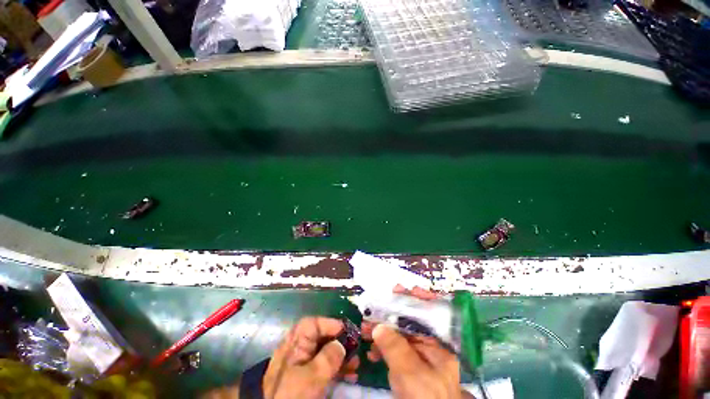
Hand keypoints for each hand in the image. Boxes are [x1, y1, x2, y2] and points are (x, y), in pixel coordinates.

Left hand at [262, 317, 358, 398]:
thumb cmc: (291, 394)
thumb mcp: (311, 377)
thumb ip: (327, 358)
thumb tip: (341, 344)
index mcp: (295, 344)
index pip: (312, 324)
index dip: (330, 324)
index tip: (347, 331)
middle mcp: (298, 351)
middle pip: (321, 338)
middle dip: (340, 343)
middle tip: (355, 350)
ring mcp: (303, 366)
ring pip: (325, 353)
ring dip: (342, 357)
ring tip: (356, 365)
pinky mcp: (307, 379)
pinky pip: (325, 368)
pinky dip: (337, 370)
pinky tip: (349, 375)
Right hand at [363, 285, 465, 398]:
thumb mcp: (411, 374)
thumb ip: (395, 348)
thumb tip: (378, 326)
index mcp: (439, 346)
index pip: (428, 314)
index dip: (416, 299)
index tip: (399, 289)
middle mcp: (430, 349)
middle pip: (411, 323)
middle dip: (391, 315)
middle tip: (375, 306)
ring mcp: (419, 359)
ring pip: (400, 336)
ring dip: (383, 330)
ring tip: (366, 327)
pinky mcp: (409, 369)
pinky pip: (395, 351)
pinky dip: (383, 348)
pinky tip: (372, 350)